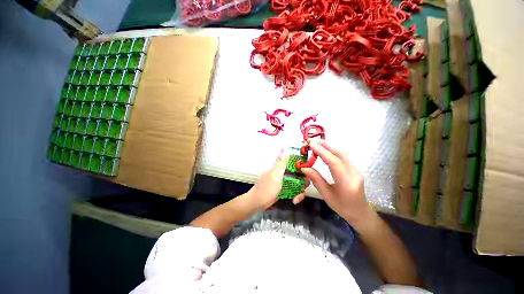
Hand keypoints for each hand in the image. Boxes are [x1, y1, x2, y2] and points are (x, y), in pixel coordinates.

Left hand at [245, 149, 307, 211]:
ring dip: (301, 189)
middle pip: (300, 171)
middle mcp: (284, 171)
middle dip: (304, 180)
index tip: (307, 169)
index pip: (294, 159)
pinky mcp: (286, 188)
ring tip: (297, 198)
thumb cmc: (266, 188)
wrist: (258, 203)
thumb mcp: (275, 174)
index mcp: (280, 165)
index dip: (302, 162)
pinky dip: (297, 194)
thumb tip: (286, 146)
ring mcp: (286, 180)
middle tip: (304, 186)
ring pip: (299, 181)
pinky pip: (296, 189)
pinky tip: (294, 200)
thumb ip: (281, 162)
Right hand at [301, 140, 374, 227]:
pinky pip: (344, 155)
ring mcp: (356, 169)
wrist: (360, 211)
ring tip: (316, 143)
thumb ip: (316, 180)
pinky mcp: (355, 167)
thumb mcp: (326, 195)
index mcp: (346, 183)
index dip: (322, 152)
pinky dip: (333, 149)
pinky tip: (325, 149)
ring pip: (343, 152)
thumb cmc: (342, 207)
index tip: (311, 144)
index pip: (334, 162)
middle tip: (311, 141)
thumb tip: (304, 168)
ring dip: (329, 146)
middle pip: (340, 153)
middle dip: (325, 145)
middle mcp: (354, 173)